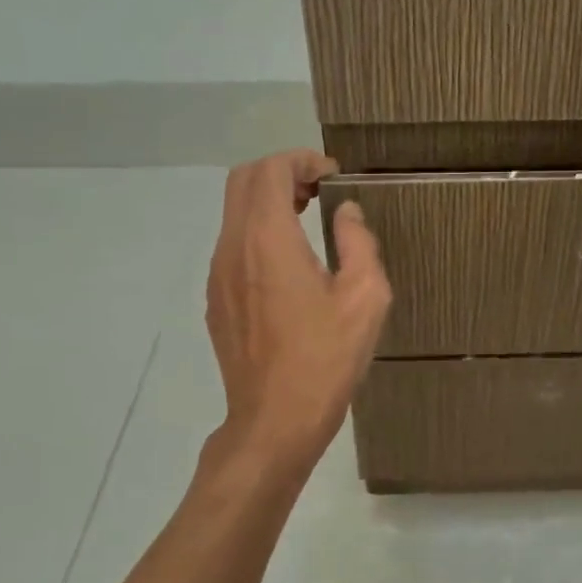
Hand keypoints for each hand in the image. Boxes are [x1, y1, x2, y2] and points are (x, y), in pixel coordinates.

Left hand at [204, 151, 391, 483]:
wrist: (274, 422)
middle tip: (320, 189)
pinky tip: (290, 261)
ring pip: (234, 212)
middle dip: (281, 172)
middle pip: (243, 181)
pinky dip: (258, 230)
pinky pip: (232, 244)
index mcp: (268, 240)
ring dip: (268, 201)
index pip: (270, 170)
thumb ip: (358, 243)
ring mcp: (218, 274)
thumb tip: (347, 213)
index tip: (334, 176)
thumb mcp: (365, 298)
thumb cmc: (325, 360)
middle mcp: (233, 248)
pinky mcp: (217, 299)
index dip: (302, 160)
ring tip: (309, 217)